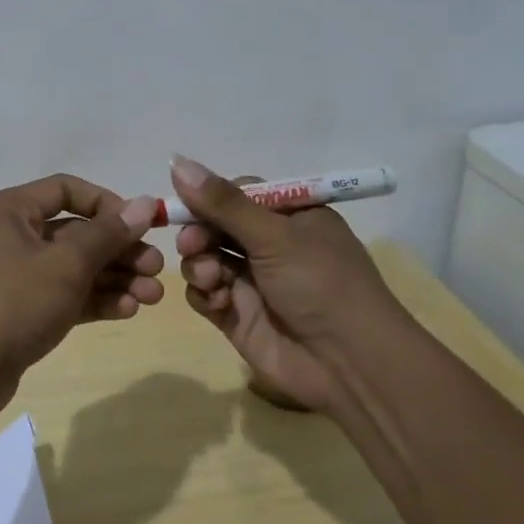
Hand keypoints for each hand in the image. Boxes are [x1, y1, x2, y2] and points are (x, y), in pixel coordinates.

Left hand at [0, 175, 162, 421]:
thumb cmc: (13, 301)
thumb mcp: (67, 263)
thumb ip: (108, 233)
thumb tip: (145, 203)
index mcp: (12, 210)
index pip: (67, 190)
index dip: (108, 203)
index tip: (142, 225)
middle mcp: (12, 236)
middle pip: (76, 232)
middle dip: (120, 250)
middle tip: (157, 269)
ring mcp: (16, 276)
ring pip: (74, 268)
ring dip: (114, 278)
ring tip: (153, 296)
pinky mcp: (22, 311)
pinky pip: (65, 295)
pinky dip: (95, 300)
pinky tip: (128, 310)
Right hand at [171, 156, 405, 414]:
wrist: (348, 364)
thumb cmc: (321, 284)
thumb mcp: (275, 236)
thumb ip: (223, 203)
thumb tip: (176, 160)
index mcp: (291, 217)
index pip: (238, 194)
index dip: (210, 198)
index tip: (187, 203)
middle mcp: (271, 245)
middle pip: (215, 226)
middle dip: (199, 233)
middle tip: (192, 245)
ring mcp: (252, 281)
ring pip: (205, 258)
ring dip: (200, 264)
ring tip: (213, 279)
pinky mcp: (237, 315)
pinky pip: (205, 293)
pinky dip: (205, 293)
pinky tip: (219, 301)